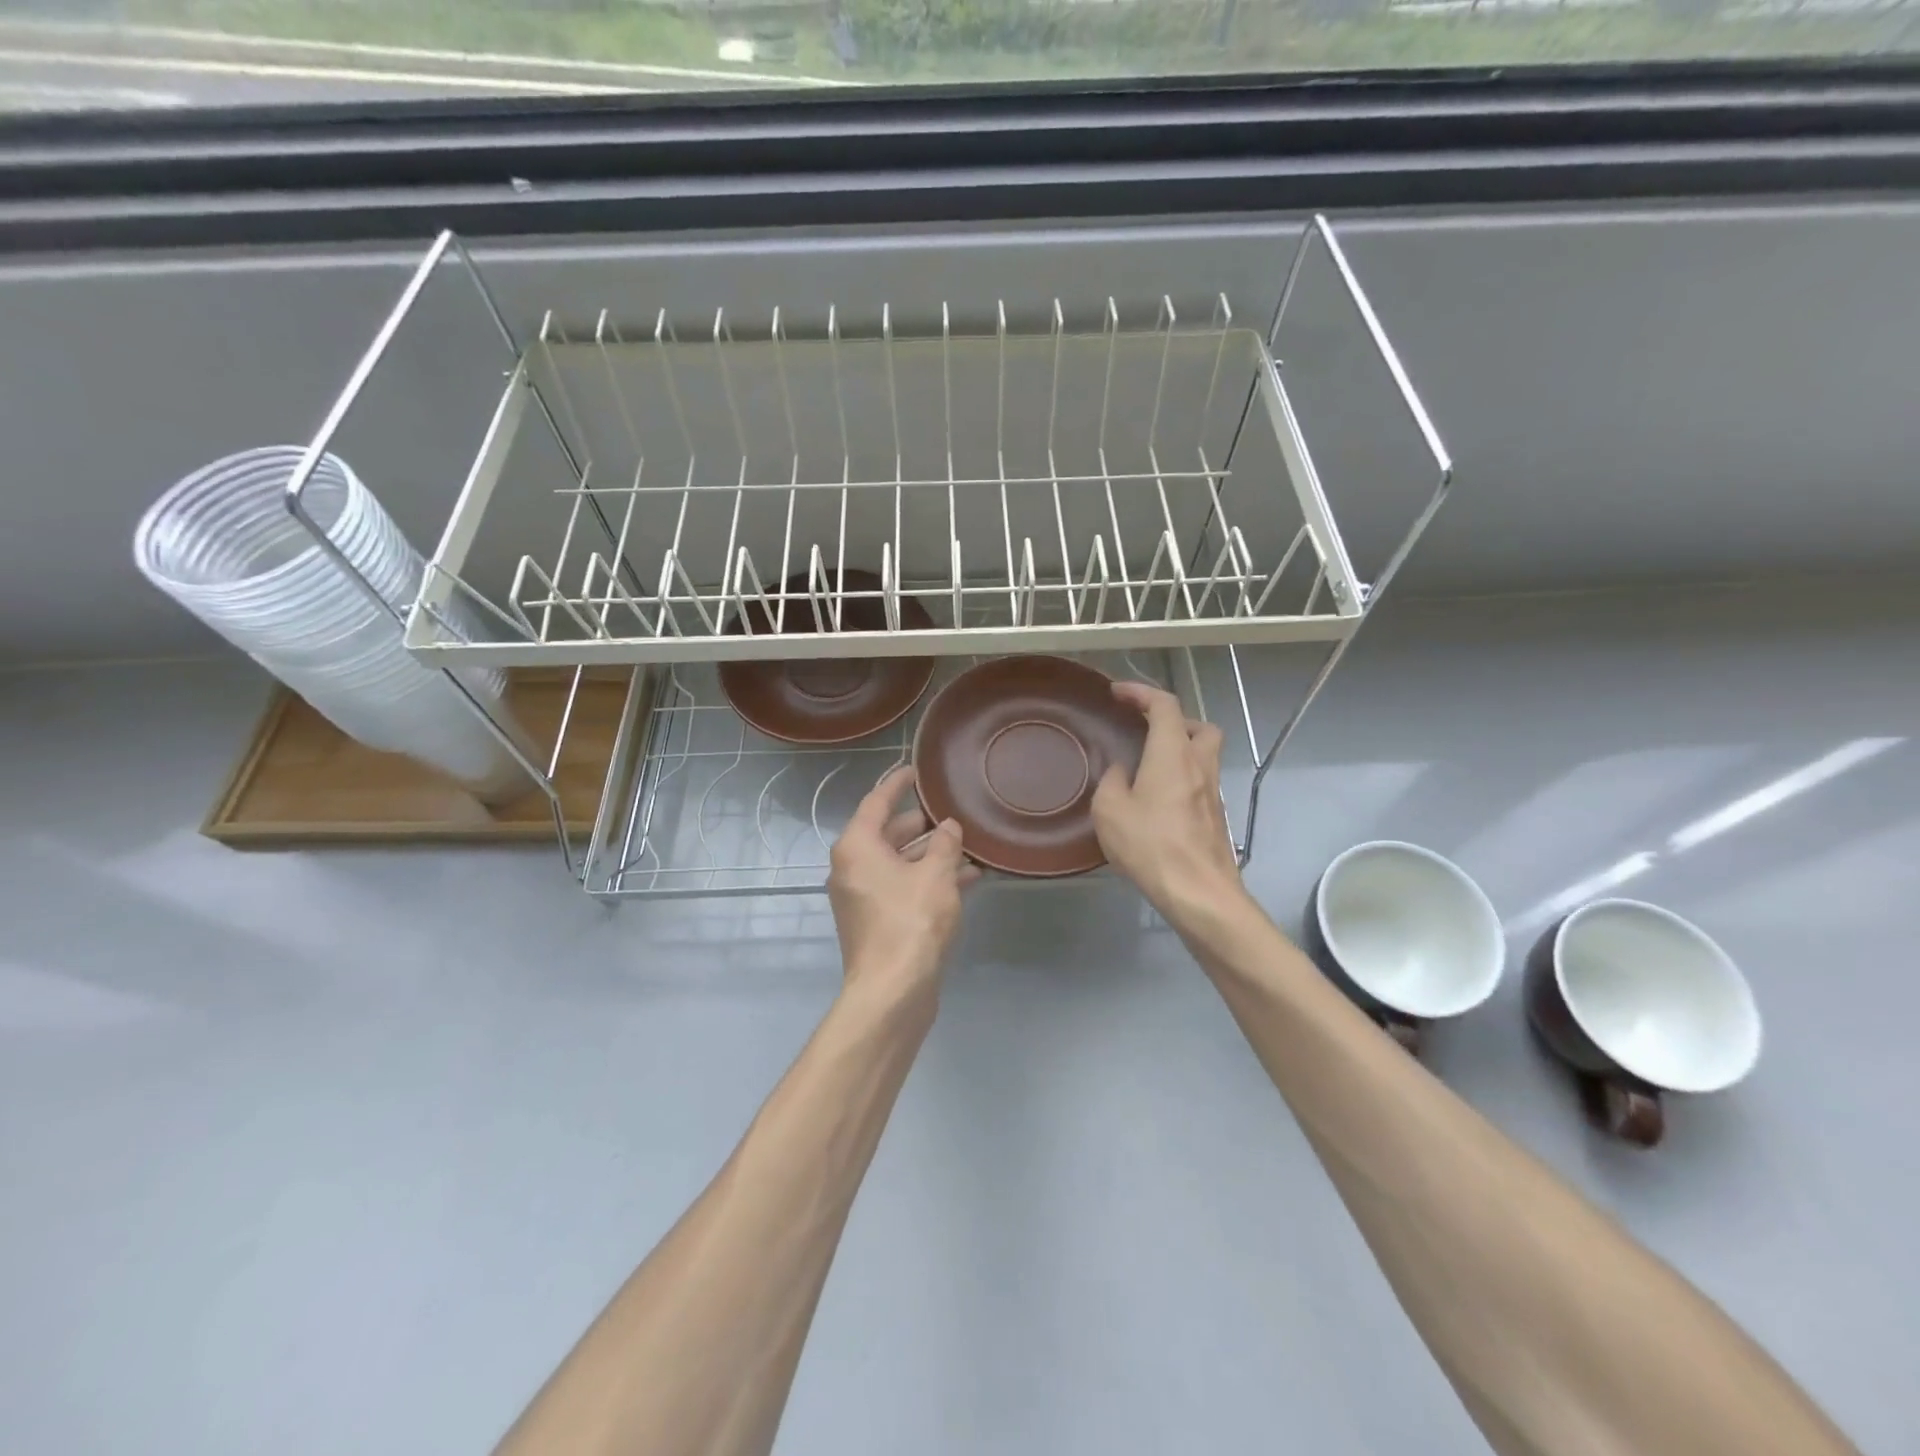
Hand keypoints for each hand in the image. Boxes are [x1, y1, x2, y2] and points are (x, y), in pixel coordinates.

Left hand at [828, 765, 977, 1004]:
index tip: (915, 769)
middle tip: (953, 812)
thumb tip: (948, 826)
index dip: (897, 783)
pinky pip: (904, 887)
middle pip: (889, 834)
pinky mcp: (877, 921)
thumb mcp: (936, 875)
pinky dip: (929, 880)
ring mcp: (863, 896)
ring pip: (900, 863)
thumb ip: (944, 844)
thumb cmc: (911, 921)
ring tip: (969, 846)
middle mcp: (853, 867)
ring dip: (932, 855)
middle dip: (923, 825)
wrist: (892, 991)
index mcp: (857, 847)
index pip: (876, 801)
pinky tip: (968, 879)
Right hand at [1092, 682, 1245, 920]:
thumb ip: (1112, 781)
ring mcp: (1213, 792)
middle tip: (1146, 730)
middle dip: (1173, 720)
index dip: (1141, 692)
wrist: (1198, 891)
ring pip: (1204, 755)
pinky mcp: (1216, 817)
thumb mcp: (1110, 810)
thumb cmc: (1151, 844)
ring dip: (1180, 750)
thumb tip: (1122, 772)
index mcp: (1172, 753)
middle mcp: (1199, 764)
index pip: (1164, 705)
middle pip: (1198, 726)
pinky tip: (1157, 801)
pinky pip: (1200, 782)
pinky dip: (1182, 778)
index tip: (1118, 693)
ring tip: (1149, 766)